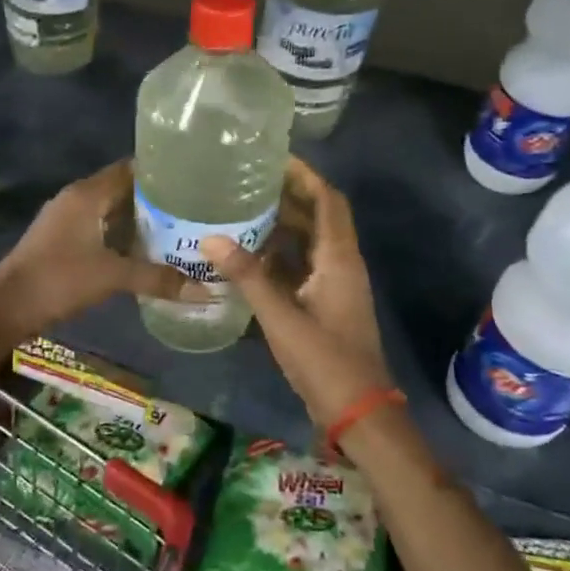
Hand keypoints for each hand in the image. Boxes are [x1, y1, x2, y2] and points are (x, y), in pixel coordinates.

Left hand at [0, 161, 202, 337]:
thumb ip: (157, 278)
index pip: (130, 169)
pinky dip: (120, 233)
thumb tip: (204, 290)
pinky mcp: (61, 239)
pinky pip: (99, 226)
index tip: (193, 180)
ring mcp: (66, 218)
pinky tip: (143, 250)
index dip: (161, 173)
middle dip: (155, 198)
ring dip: (137, 218)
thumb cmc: (59, 279)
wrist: (7, 305)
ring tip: (177, 228)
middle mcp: (76, 198)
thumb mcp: (112, 277)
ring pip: (110, 209)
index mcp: (87, 194)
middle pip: (122, 188)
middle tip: (192, 208)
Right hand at [202, 158, 391, 428]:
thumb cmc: (325, 361)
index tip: (274, 158)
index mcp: (339, 259)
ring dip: (283, 224)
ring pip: (311, 242)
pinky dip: (281, 253)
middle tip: (248, 181)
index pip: (328, 201)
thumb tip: (211, 237)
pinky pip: (304, 265)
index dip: (305, 176)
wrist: (359, 412)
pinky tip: (250, 254)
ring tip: (243, 209)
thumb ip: (247, 276)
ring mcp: (336, 285)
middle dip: (289, 195)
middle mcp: (342, 264)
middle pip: (320, 216)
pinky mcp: (327, 304)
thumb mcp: (280, 317)